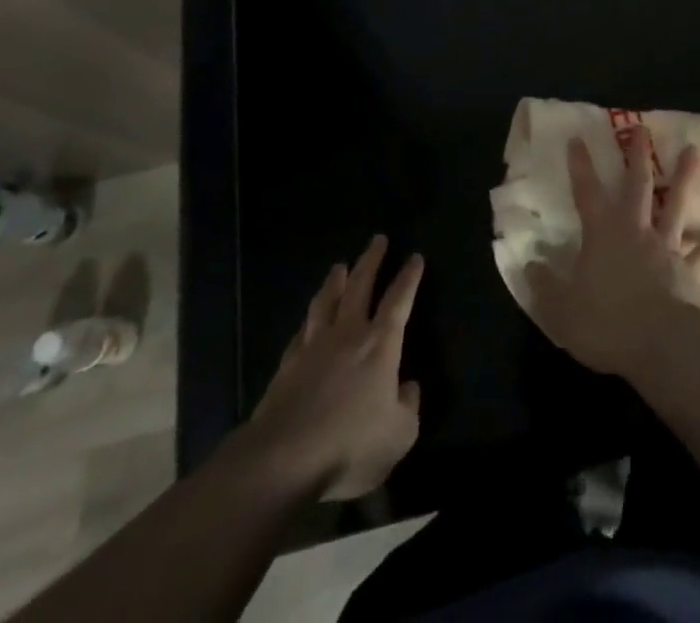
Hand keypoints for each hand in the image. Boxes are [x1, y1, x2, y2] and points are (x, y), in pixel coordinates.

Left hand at [247, 236, 423, 499]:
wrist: (284, 459)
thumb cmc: (350, 444)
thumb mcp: (400, 434)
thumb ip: (409, 406)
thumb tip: (409, 387)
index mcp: (381, 344)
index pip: (399, 300)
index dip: (409, 278)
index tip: (415, 256)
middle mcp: (348, 334)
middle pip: (361, 286)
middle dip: (371, 261)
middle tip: (378, 240)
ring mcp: (314, 347)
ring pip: (326, 301)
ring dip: (335, 281)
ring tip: (339, 266)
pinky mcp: (287, 366)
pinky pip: (301, 332)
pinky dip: (308, 320)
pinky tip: (308, 319)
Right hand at [526, 136, 699, 377]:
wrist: (658, 345)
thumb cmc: (605, 323)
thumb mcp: (561, 308)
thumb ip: (544, 284)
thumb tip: (530, 264)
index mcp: (603, 233)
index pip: (587, 192)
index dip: (581, 166)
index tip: (578, 139)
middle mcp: (636, 230)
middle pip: (637, 185)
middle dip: (637, 156)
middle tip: (641, 129)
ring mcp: (666, 248)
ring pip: (676, 205)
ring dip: (685, 178)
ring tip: (694, 152)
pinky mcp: (690, 272)